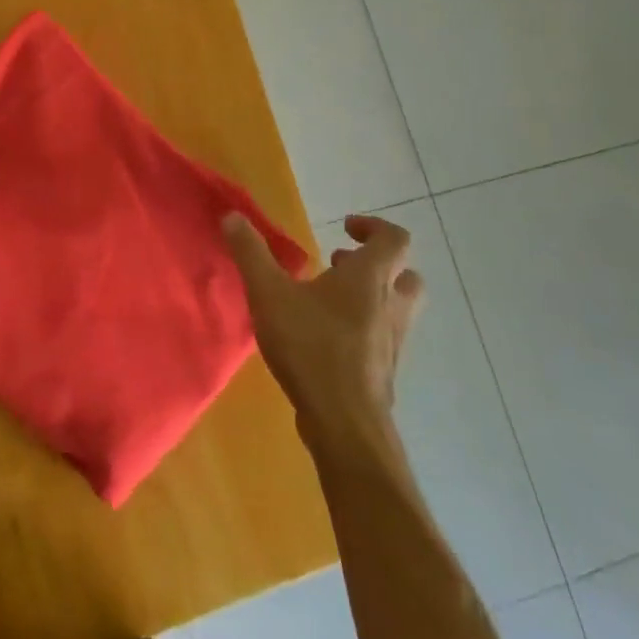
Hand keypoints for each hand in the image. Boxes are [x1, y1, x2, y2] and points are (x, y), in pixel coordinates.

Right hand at [222, 212, 423, 435]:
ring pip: (397, 309)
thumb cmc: (310, 346)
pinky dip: (362, 329)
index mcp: (370, 279)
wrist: (344, 422)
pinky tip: (325, 338)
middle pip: (406, 275)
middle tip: (339, 265)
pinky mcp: (384, 372)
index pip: (394, 239)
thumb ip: (250, 253)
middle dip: (377, 265)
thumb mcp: (268, 292)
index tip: (344, 227)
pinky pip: (382, 338)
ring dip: (371, 297)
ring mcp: (392, 343)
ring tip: (327, 300)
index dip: (373, 227)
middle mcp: (391, 306)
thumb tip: (233, 216)